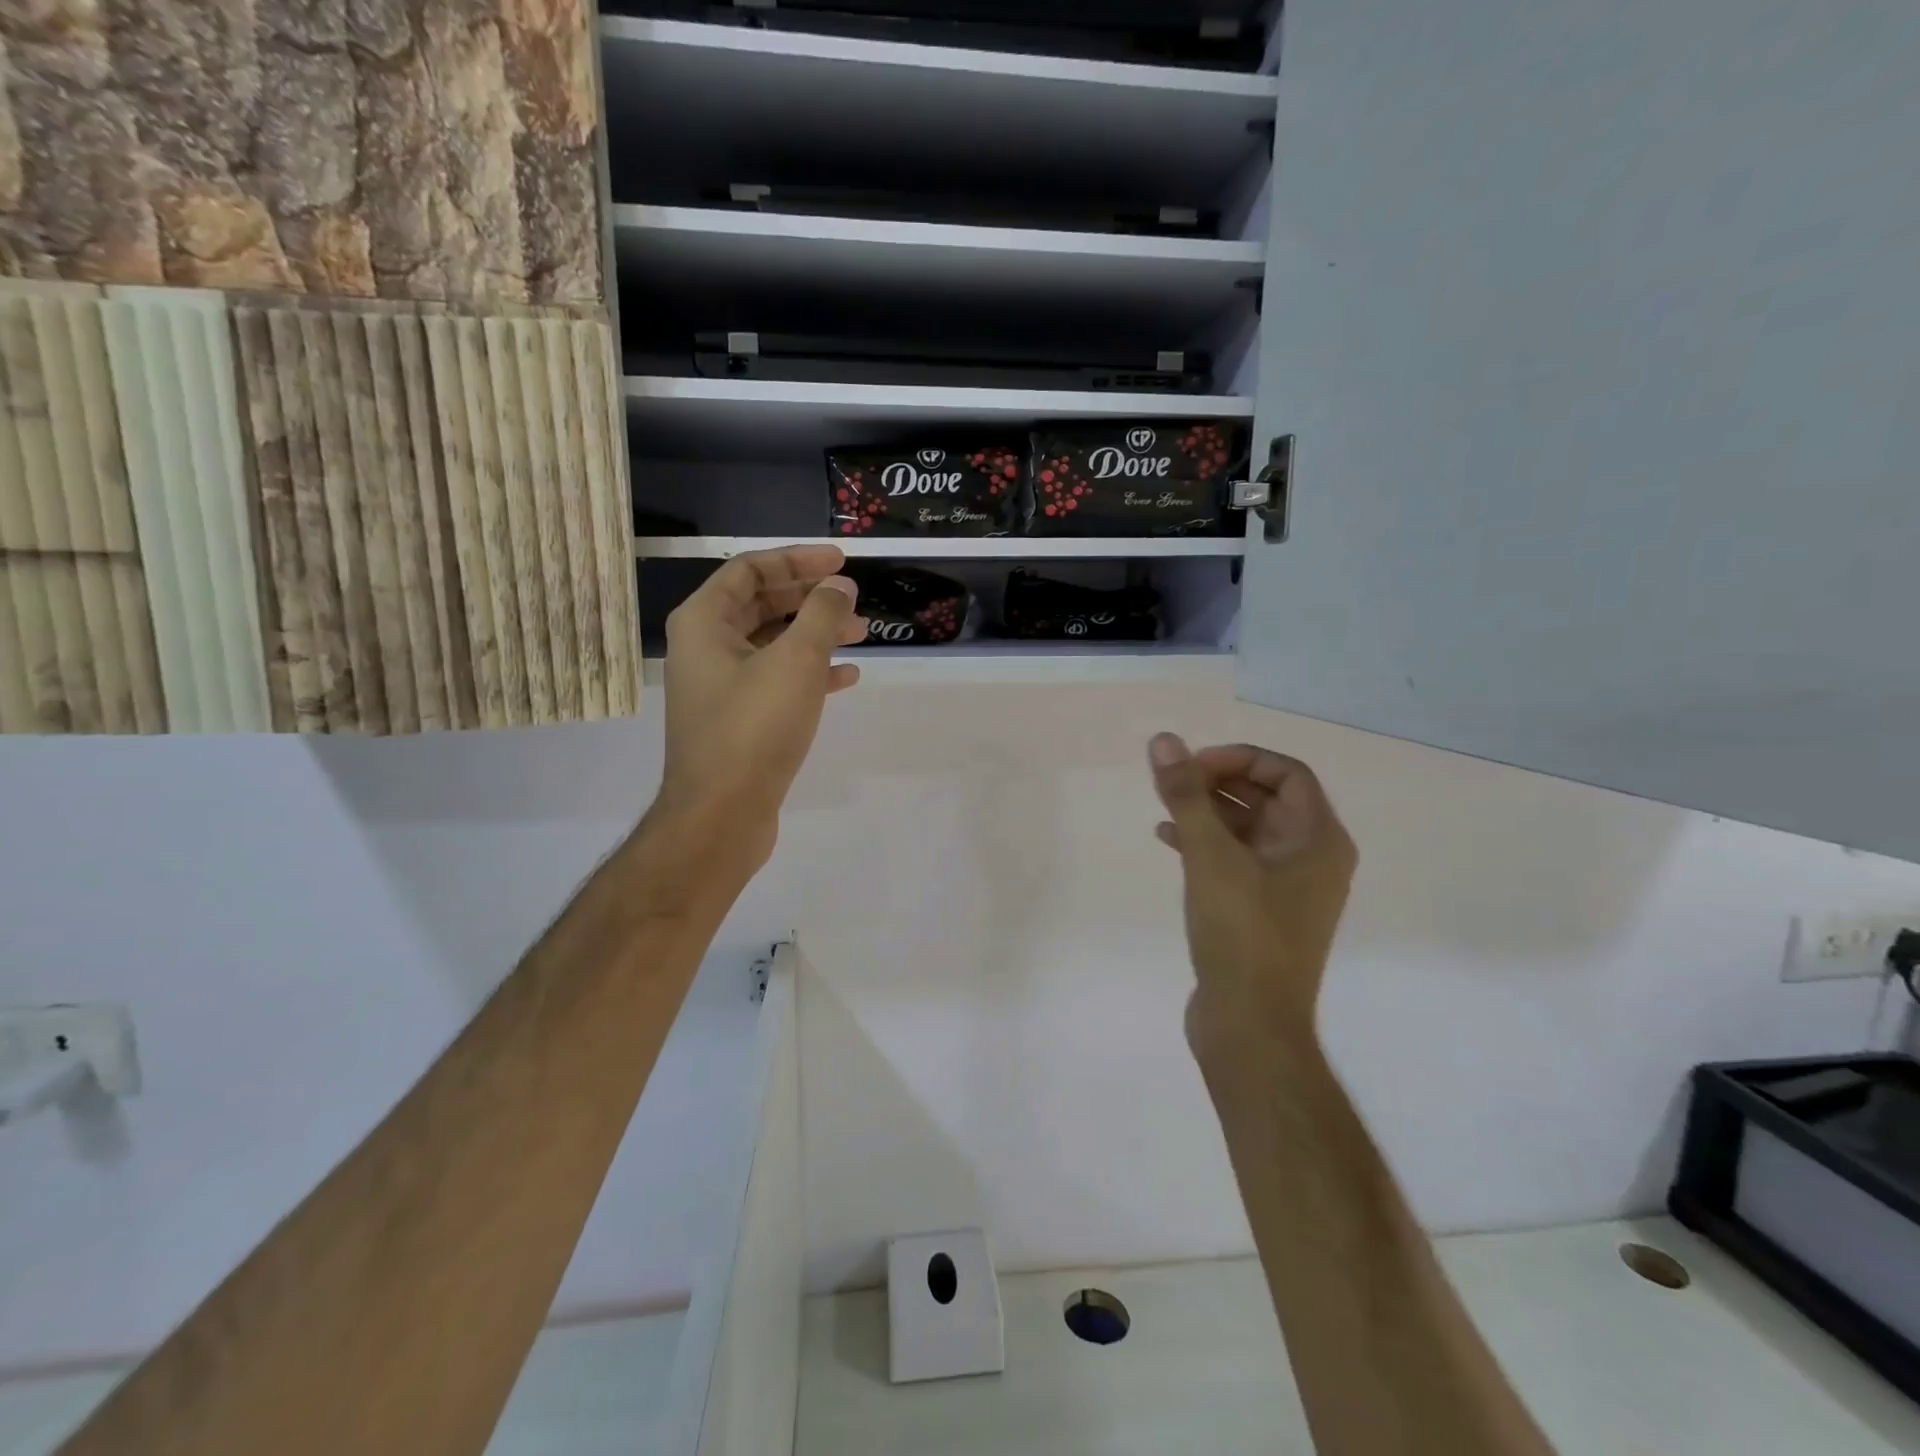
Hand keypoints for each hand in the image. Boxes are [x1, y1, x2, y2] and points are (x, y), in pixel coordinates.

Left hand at [652, 546, 867, 880]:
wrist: (722, 814)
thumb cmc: (754, 728)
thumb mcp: (796, 661)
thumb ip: (823, 615)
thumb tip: (840, 587)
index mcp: (704, 622)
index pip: (751, 570)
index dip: (797, 560)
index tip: (841, 562)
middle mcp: (707, 648)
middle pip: (763, 605)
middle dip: (811, 599)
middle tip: (854, 599)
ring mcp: (723, 686)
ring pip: (774, 644)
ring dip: (816, 635)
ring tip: (862, 634)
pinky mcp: (741, 720)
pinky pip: (778, 681)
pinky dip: (810, 673)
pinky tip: (846, 678)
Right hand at [1148, 734, 1357, 1055]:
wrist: (1249, 1025)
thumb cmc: (1241, 934)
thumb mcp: (1210, 857)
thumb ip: (1186, 796)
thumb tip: (1164, 741)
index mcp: (1318, 840)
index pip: (1287, 773)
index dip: (1239, 759)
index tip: (1193, 765)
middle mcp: (1311, 859)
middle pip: (1267, 799)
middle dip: (1218, 783)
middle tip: (1172, 783)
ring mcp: (1288, 889)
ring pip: (1248, 830)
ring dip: (1208, 812)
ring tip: (1164, 806)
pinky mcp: (1261, 912)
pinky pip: (1236, 861)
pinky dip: (1205, 845)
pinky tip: (1168, 841)